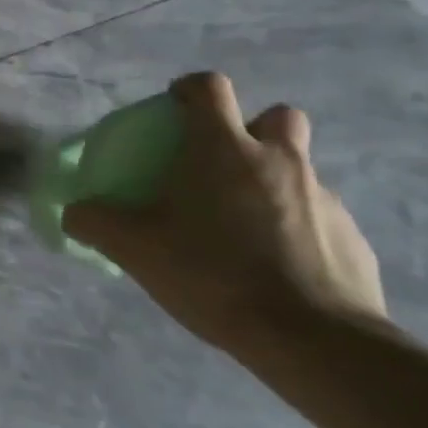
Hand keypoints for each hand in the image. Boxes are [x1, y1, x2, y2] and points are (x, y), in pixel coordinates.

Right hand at [63, 72, 385, 355]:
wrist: (313, 341)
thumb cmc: (213, 273)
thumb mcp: (135, 248)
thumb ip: (95, 222)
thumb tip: (73, 213)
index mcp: (224, 148)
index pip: (211, 86)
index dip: (191, 90)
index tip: (175, 111)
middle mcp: (279, 160)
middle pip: (277, 116)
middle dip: (254, 129)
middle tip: (224, 164)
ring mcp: (325, 199)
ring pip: (301, 170)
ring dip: (276, 183)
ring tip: (247, 226)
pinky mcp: (354, 240)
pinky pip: (322, 219)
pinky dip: (300, 230)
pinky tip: (280, 268)